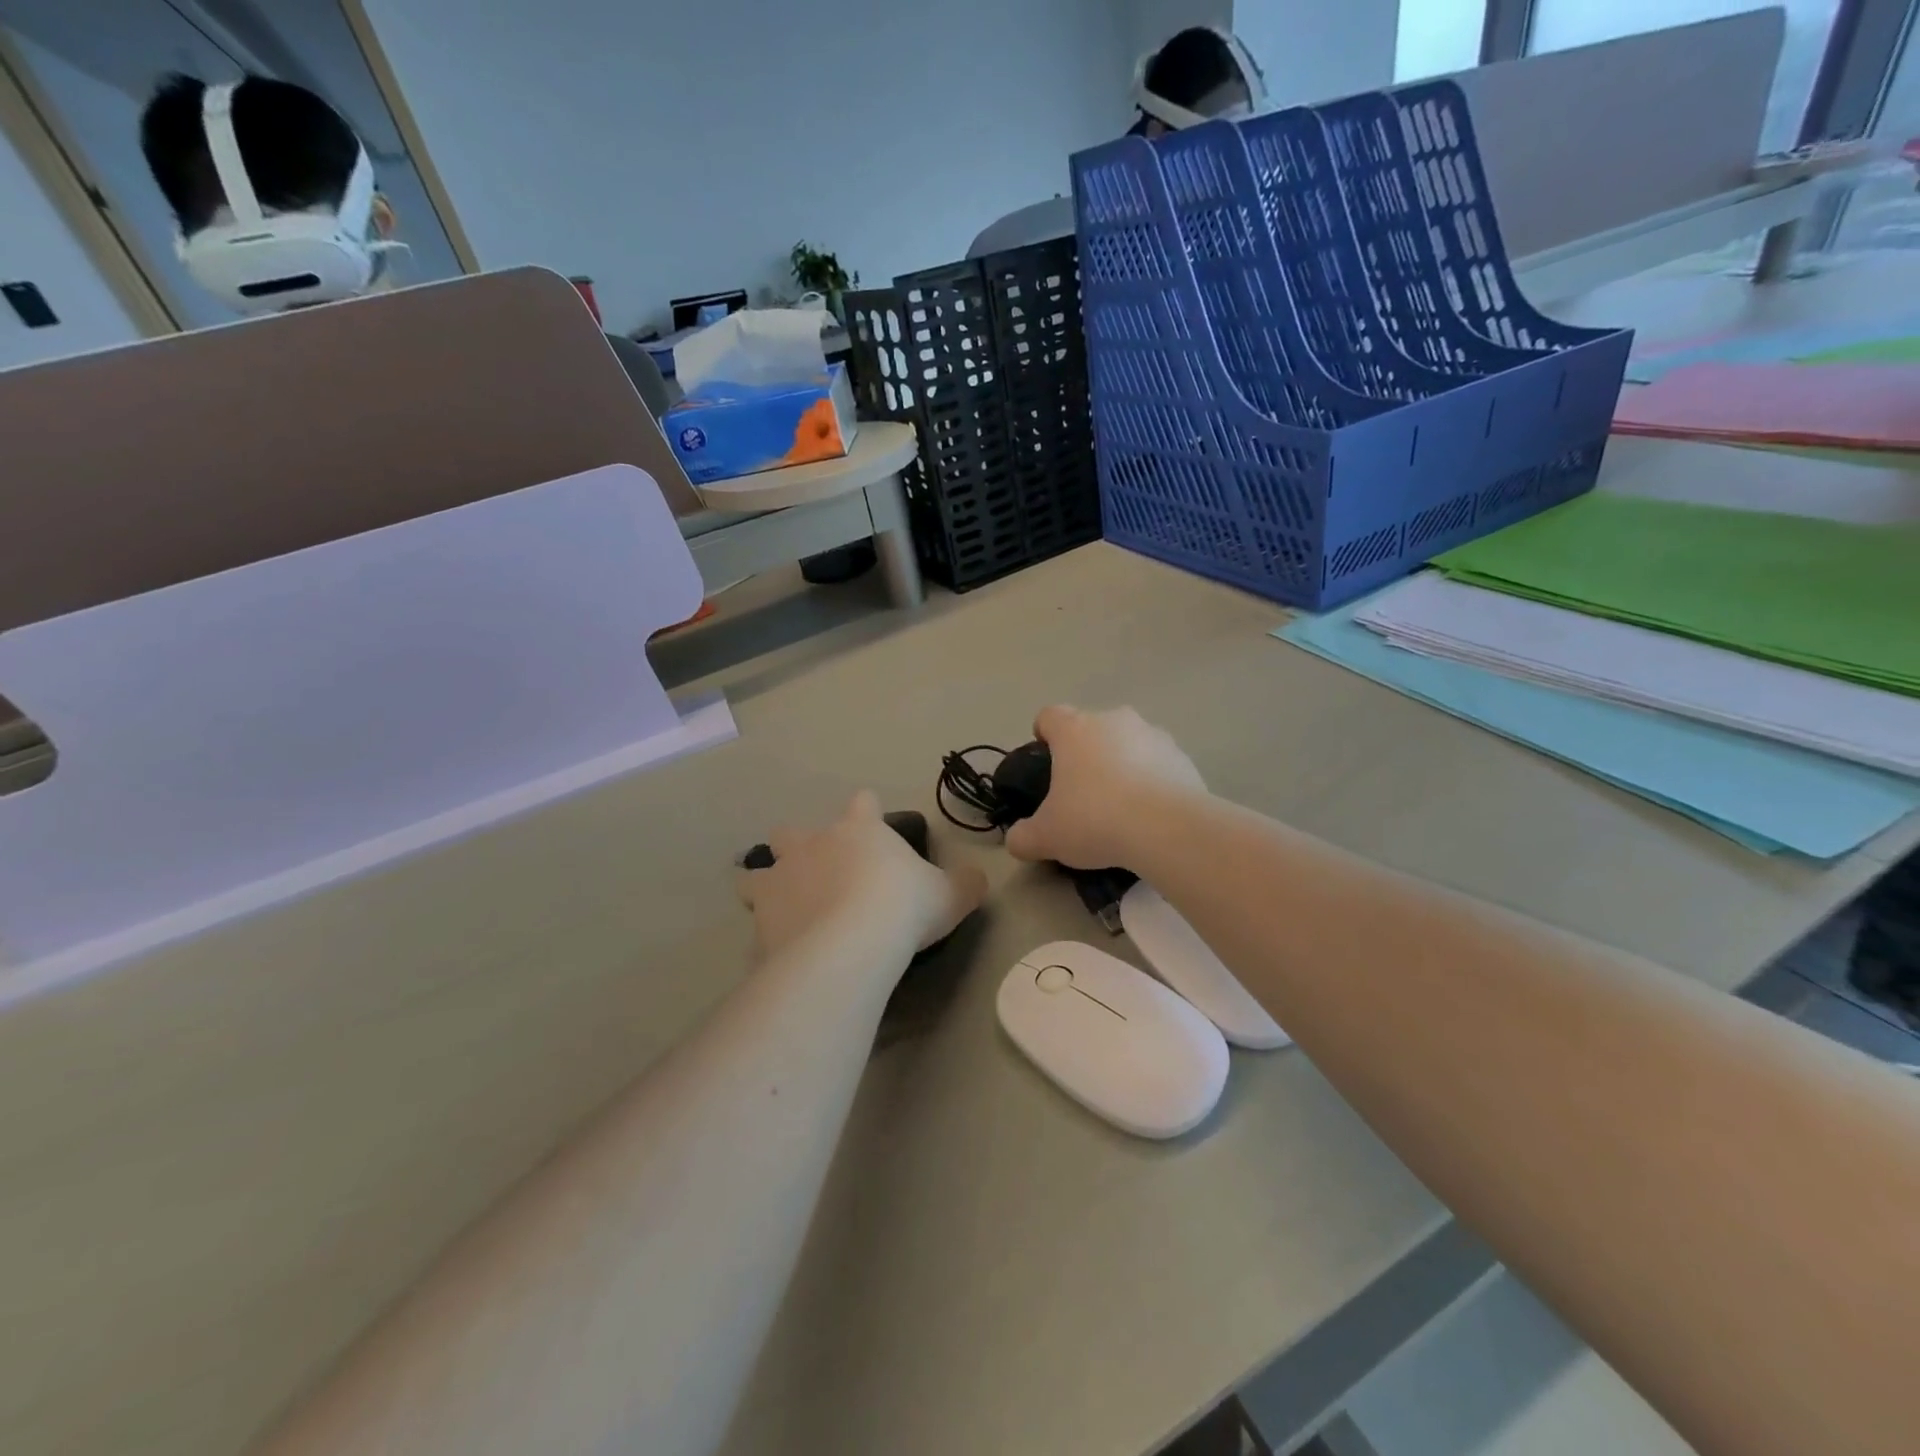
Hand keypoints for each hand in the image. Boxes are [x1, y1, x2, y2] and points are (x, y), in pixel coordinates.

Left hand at [739, 791, 987, 961]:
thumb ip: (965, 883)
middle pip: (791, 831)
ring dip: (768, 883)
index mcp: (860, 830)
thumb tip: (976, 879)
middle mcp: (814, 844)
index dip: (868, 811)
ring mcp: (782, 877)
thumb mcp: (952, 895)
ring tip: (781, 905)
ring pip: (759, 870)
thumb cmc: (904, 907)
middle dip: (799, 846)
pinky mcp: (762, 914)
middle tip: (817, 872)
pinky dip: (764, 929)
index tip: (873, 825)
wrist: (852, 942)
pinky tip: (776, 947)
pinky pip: (755, 918)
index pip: (863, 803)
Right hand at [1004, 706, 1206, 870]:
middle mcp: (1113, 721)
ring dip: (1122, 766)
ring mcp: (1153, 735)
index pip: (1049, 716)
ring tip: (1121, 808)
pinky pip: (1159, 764)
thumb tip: (1016, 841)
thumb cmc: (1095, 820)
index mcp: (1074, 729)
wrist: (1167, 829)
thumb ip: (1023, 837)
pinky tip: (1150, 816)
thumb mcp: (1046, 837)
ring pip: (1128, 744)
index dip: (1043, 736)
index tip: (1045, 763)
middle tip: (1081, 794)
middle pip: (1092, 729)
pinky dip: (1152, 782)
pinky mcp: (1183, 757)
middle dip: (1086, 754)